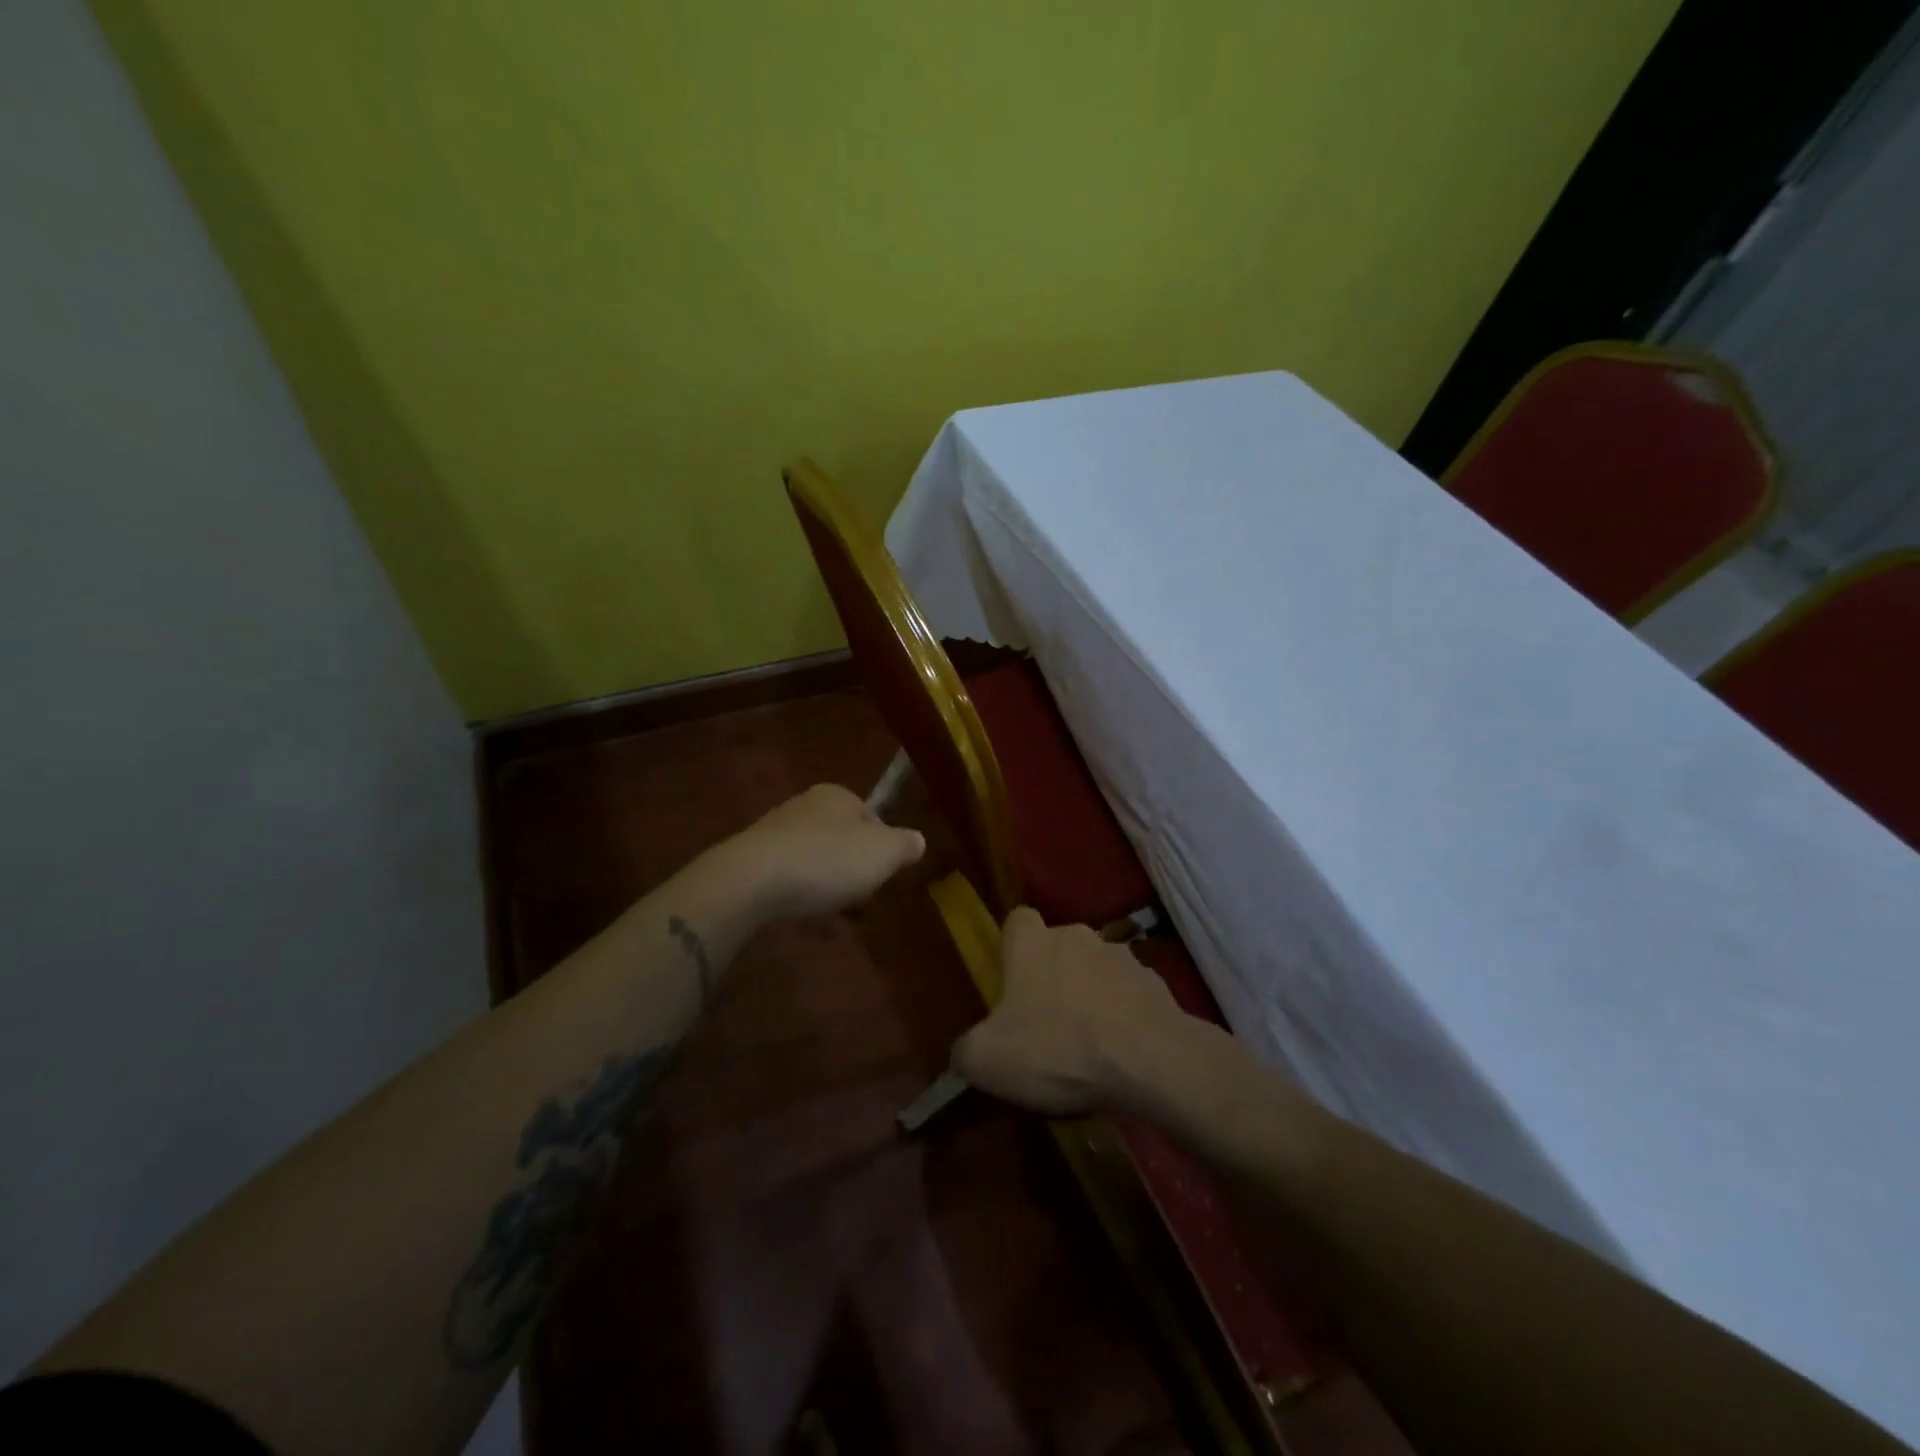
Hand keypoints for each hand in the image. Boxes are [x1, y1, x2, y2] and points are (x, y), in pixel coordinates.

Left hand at [720, 783, 925, 919]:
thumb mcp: (883, 853)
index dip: (883, 847)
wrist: (752, 880)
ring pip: (816, 857)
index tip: (883, 875)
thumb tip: (918, 839)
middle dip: (853, 866)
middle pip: (843, 838)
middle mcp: (805, 804)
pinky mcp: (753, 859)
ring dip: (827, 882)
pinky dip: (800, 891)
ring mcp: (776, 830)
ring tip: (833, 910)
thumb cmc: (827, 860)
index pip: (872, 817)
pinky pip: (789, 875)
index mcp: (838, 794)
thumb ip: (905, 845)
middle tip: (861, 896)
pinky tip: (803, 912)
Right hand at [952, 908, 1192, 1116]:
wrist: (1148, 1060)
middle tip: (1046, 1024)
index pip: (1017, 921)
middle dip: (1052, 977)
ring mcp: (1121, 955)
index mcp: (1032, 942)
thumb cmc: (1056, 1048)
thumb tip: (964, 1051)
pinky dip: (1123, 1015)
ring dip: (1090, 995)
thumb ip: (965, 1050)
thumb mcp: (987, 1060)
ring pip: (1095, 969)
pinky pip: (1129, 994)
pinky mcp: (1155, 983)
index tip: (1012, 983)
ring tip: (1088, 1044)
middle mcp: (1076, 935)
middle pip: (1057, 947)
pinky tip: (1121, 1053)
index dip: (1013, 948)